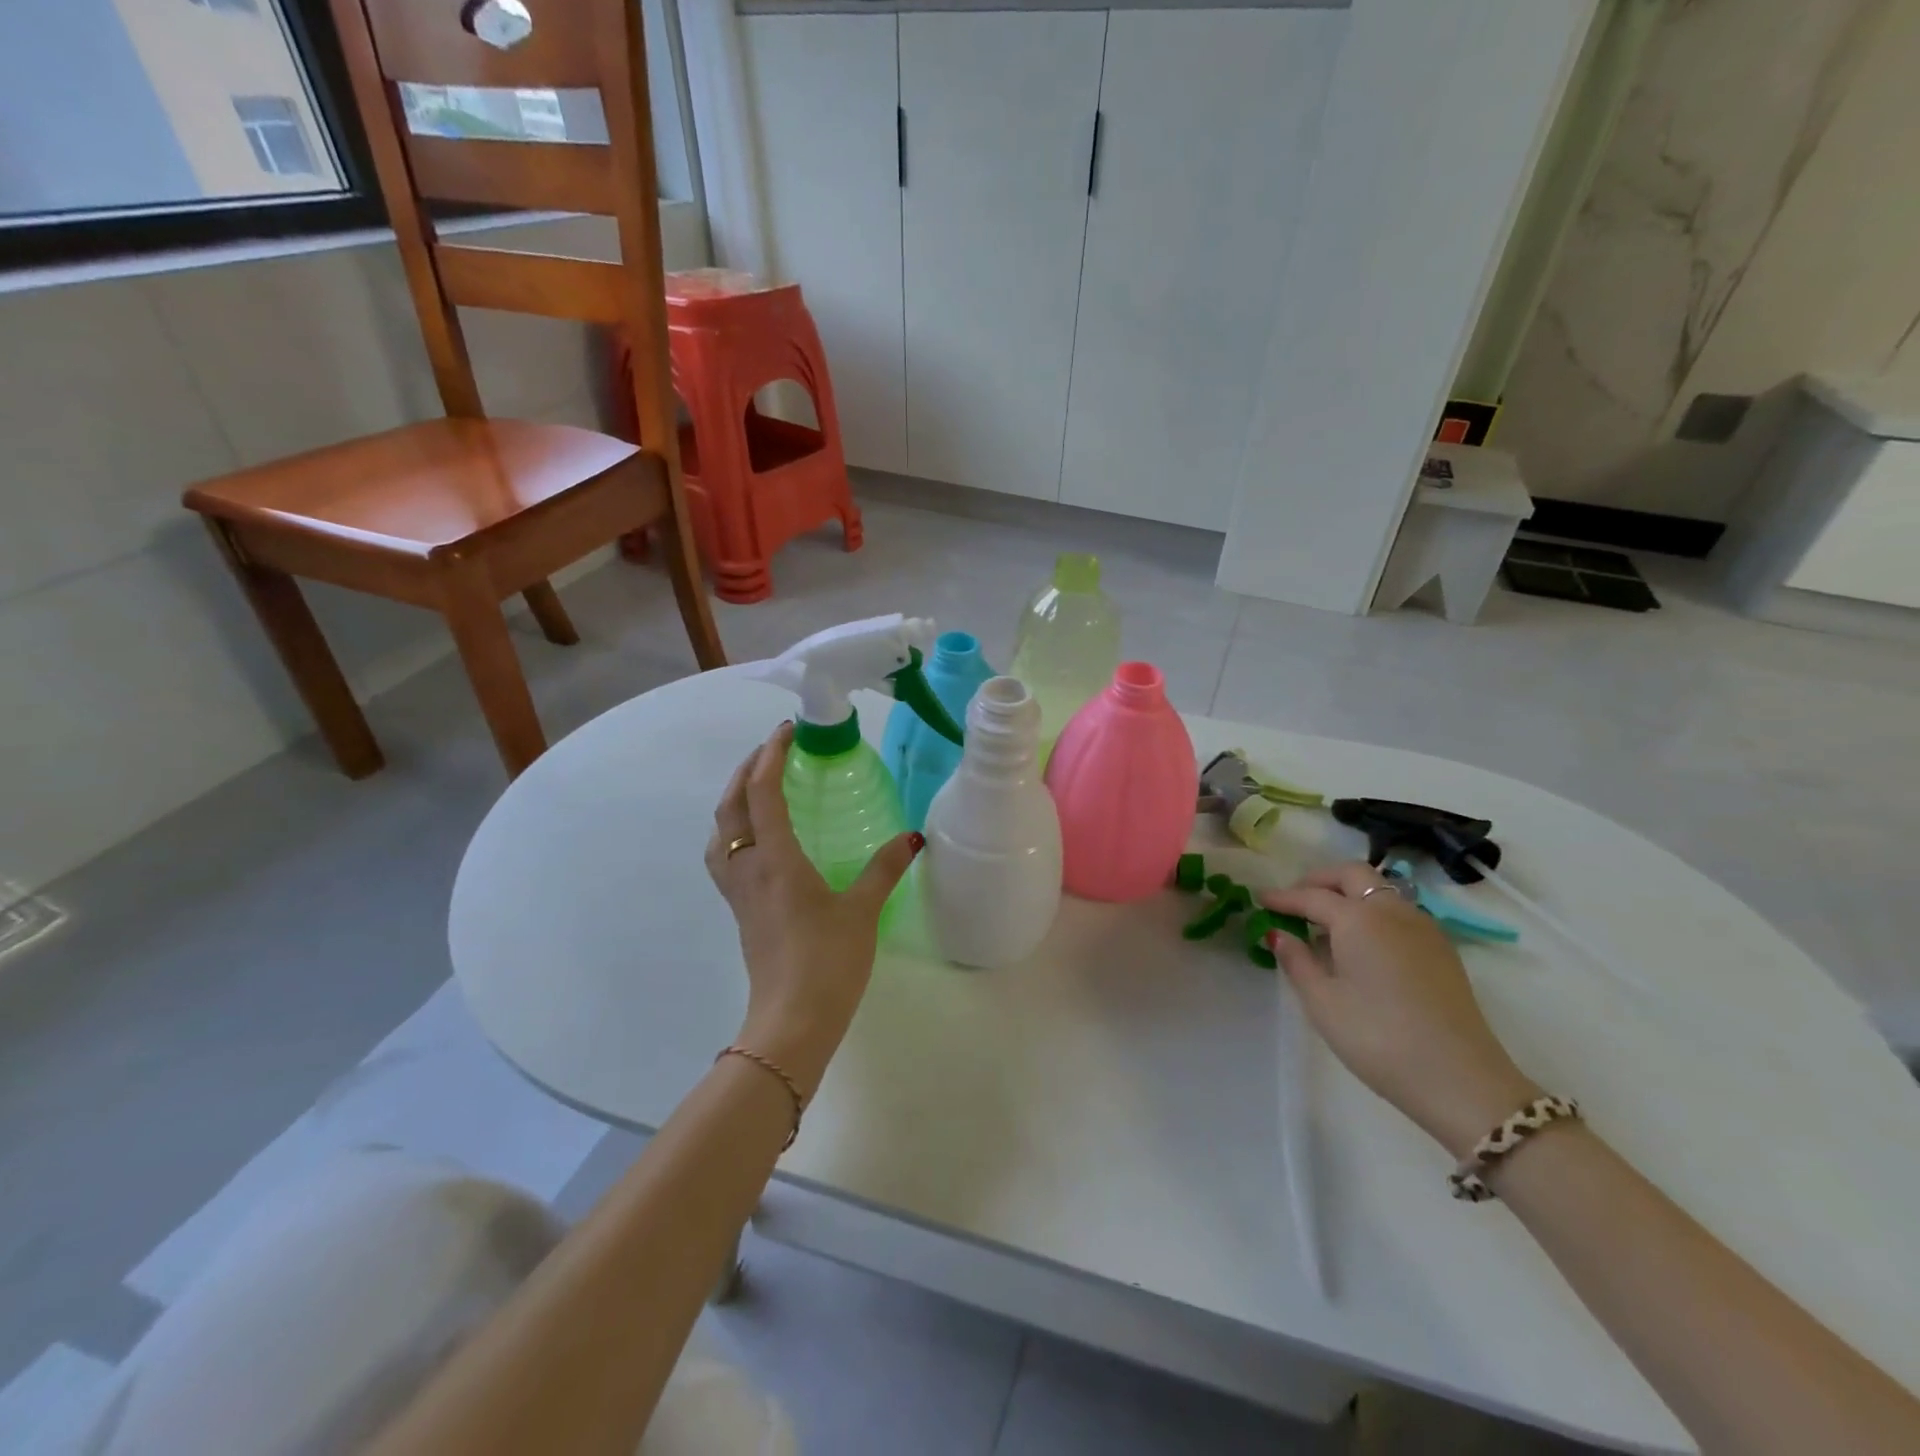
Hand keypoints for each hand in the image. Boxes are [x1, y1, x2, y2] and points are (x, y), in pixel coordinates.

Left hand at [705, 722, 919, 1097]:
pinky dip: (733, 830)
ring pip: (720, 831)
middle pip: (730, 806)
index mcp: (776, 860)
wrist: (792, 1021)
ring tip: (759, 787)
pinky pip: (725, 856)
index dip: (770, 756)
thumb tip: (911, 836)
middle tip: (773, 751)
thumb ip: (884, 868)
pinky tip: (758, 839)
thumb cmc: (828, 962)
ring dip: (733, 800)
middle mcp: (748, 868)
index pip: (762, 793)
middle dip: (747, 770)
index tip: (787, 731)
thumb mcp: (862, 910)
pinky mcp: (740, 911)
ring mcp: (738, 891)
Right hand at [1262, 863, 1539, 1156]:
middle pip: (1353, 875)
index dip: (1283, 898)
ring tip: (1325, 926)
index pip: (1312, 896)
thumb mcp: (1323, 1003)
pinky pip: (1399, 913)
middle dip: (1320, 880)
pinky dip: (1372, 914)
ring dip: (1349, 896)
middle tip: (1296, 900)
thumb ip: (1297, 961)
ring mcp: (1424, 928)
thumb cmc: (1378, 1038)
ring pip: (1380, 891)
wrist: (1461, 1080)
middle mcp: (1393, 911)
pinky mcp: (1442, 950)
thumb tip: (1280, 935)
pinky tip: (1360, 946)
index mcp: (1359, 918)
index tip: (1260, 900)